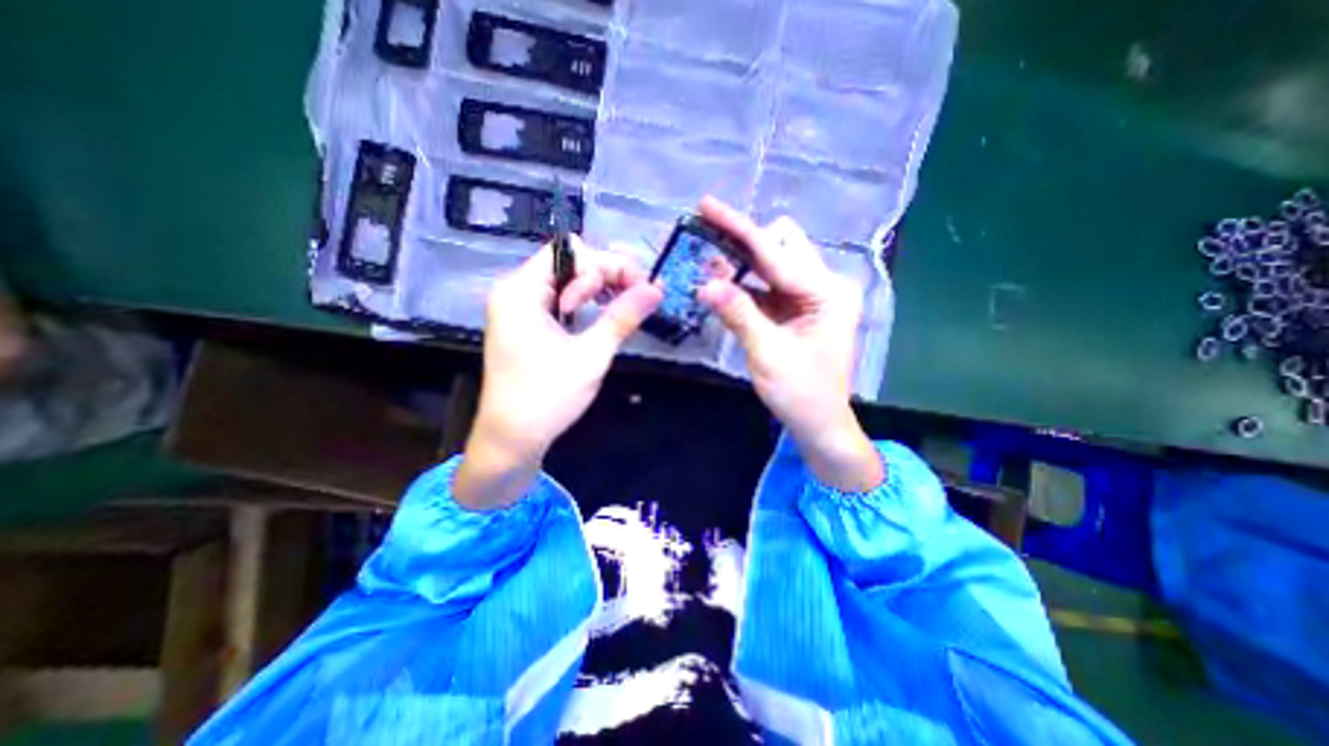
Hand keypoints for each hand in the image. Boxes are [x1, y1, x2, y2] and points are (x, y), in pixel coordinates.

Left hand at [458, 237, 663, 510]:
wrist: (511, 440)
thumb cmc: (547, 398)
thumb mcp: (591, 355)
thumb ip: (623, 317)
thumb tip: (656, 290)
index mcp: (521, 291)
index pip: (571, 252)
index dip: (609, 264)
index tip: (641, 287)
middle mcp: (515, 291)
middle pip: (568, 263)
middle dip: (605, 277)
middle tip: (636, 300)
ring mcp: (518, 309)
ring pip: (565, 282)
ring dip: (596, 292)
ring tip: (619, 311)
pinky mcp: (525, 325)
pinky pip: (559, 301)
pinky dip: (583, 305)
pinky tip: (601, 318)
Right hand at [691, 196, 885, 492]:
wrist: (819, 423)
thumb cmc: (800, 394)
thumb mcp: (767, 354)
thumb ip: (738, 314)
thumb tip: (705, 283)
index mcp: (827, 293)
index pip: (775, 254)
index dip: (737, 229)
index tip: (707, 205)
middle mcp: (825, 286)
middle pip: (781, 244)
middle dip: (744, 240)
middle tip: (707, 240)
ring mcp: (812, 297)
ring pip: (774, 262)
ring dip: (742, 260)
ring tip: (708, 260)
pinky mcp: (799, 309)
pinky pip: (769, 285)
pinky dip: (745, 282)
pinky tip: (722, 284)